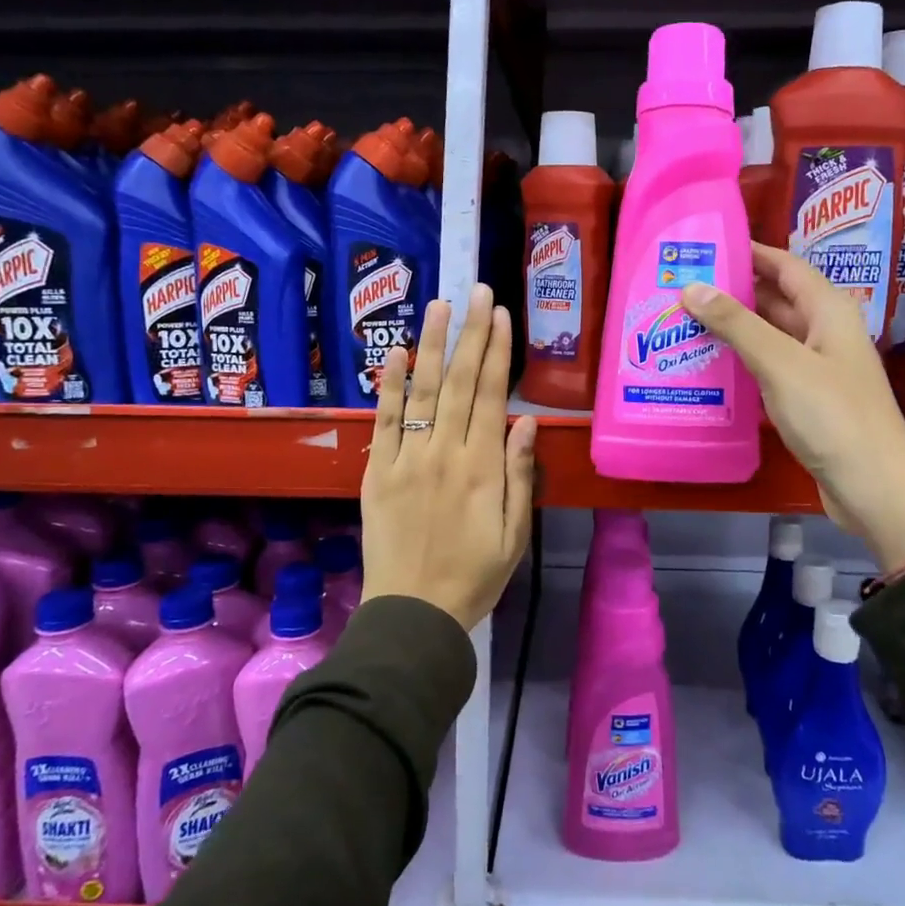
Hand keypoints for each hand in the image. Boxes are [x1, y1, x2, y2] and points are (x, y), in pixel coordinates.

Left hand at [361, 284, 537, 630]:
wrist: (413, 614)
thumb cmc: (475, 577)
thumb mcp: (515, 534)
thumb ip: (520, 475)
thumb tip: (527, 421)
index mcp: (483, 468)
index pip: (492, 396)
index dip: (498, 352)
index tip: (501, 315)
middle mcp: (445, 453)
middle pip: (461, 382)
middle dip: (471, 333)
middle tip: (477, 291)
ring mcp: (406, 459)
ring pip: (423, 391)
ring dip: (433, 344)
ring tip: (440, 304)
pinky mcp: (377, 471)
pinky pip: (384, 421)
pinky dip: (390, 385)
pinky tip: (398, 352)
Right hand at [681, 244, 904, 574]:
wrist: (874, 487)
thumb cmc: (832, 415)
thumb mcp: (780, 363)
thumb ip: (737, 323)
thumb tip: (691, 287)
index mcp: (828, 309)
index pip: (785, 265)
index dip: (749, 252)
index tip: (705, 246)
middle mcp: (824, 331)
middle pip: (775, 299)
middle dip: (732, 290)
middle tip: (681, 287)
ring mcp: (817, 367)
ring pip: (769, 335)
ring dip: (733, 328)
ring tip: (683, 322)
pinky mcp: (808, 399)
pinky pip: (769, 368)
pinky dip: (742, 362)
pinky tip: (708, 366)